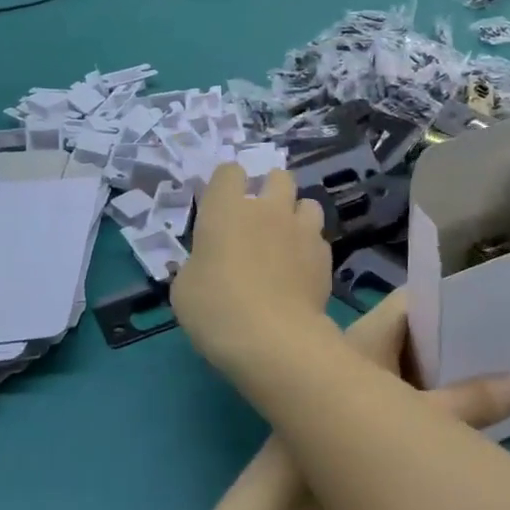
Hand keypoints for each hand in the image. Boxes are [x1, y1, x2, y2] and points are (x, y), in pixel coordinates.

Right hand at [171, 165, 331, 367]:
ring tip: (287, 239)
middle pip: (278, 176)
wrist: (273, 338)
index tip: (221, 205)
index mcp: (226, 209)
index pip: (229, 171)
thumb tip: (208, 262)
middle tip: (259, 218)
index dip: (226, 184)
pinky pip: (319, 238)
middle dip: (270, 189)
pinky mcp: (325, 254)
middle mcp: (267, 208)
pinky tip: (301, 270)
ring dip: (297, 214)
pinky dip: (310, 247)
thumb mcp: (185, 288)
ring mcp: (301, 229)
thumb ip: (198, 262)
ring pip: (308, 202)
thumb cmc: (216, 309)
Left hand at [236, 292, 509, 509]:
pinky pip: (402, 392)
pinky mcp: (359, 414)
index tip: (497, 308)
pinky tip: (466, 414)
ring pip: (411, 365)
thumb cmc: (353, 442)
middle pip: (418, 334)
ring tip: (501, 376)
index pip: (418, 301)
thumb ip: (475, 402)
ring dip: (446, 372)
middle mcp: (364, 349)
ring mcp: (359, 381)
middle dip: (458, 340)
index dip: (454, 300)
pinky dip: (431, 397)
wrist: (287, 501)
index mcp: (373, 332)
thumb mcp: (426, 421)